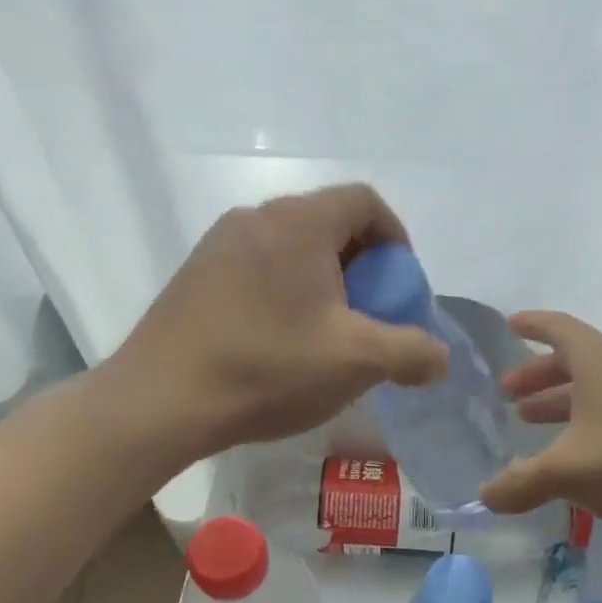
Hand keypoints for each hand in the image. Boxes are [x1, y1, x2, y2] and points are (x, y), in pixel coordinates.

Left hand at [114, 185, 446, 456]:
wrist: (160, 400)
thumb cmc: (267, 367)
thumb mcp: (355, 362)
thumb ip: (412, 353)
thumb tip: (441, 359)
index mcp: (300, 222)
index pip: (365, 202)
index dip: (396, 239)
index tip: (400, 286)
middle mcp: (257, 216)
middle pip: (329, 222)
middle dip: (362, 265)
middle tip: (368, 314)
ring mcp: (219, 243)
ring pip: (292, 246)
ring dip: (322, 280)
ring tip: (326, 331)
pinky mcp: (196, 273)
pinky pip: (258, 265)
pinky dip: (285, 290)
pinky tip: (280, 340)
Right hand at [479, 312, 601, 539]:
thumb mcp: (569, 471)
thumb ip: (522, 482)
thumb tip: (486, 496)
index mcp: (598, 359)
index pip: (557, 326)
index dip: (531, 325)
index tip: (510, 325)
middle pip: (573, 358)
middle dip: (538, 374)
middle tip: (509, 394)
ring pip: (594, 387)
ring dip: (560, 400)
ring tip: (531, 421)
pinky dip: (586, 420)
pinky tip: (575, 452)